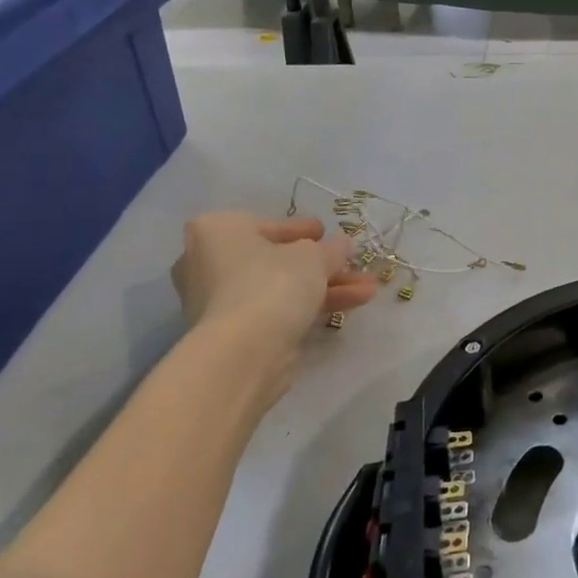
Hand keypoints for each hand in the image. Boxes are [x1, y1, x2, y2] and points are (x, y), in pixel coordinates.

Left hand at [172, 213, 377, 394]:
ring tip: (369, 289)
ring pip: (282, 287)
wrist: (244, 352)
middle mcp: (208, 263)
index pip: (267, 225)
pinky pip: (279, 310)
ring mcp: (220, 302)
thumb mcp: (313, 255)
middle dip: (320, 263)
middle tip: (351, 262)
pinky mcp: (235, 334)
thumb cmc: (272, 283)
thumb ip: (330, 248)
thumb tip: (342, 245)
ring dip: (327, 286)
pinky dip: (311, 306)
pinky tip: (351, 305)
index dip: (301, 230)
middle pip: (276, 259)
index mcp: (217, 231)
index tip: (325, 233)